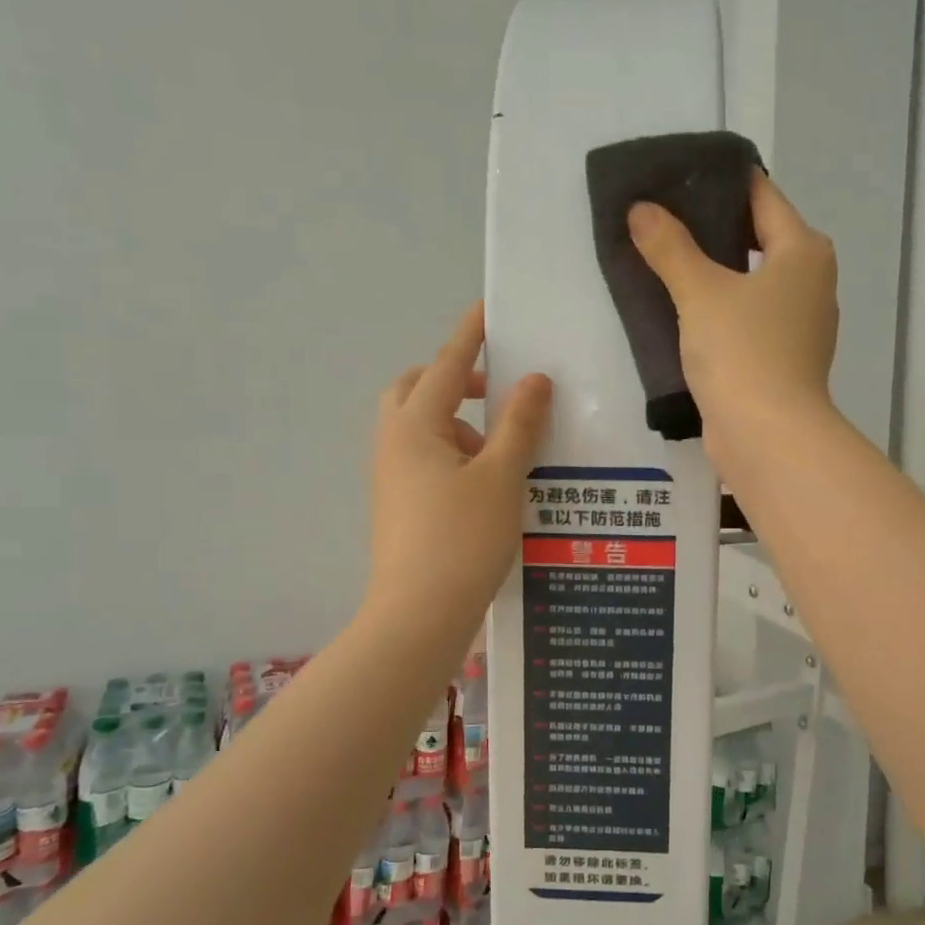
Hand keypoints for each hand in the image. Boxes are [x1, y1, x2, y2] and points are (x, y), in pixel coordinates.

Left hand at [368, 304, 552, 620]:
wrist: (418, 615)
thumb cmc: (462, 539)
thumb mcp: (501, 477)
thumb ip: (519, 423)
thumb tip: (534, 379)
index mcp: (414, 426)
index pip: (449, 365)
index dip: (472, 335)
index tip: (489, 308)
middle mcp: (393, 442)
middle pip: (418, 389)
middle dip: (456, 380)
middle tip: (498, 393)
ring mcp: (390, 475)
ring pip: (420, 426)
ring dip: (458, 422)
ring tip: (502, 452)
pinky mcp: (397, 504)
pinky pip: (422, 457)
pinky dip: (452, 452)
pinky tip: (486, 483)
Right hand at [627, 172, 838, 462]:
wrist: (766, 437)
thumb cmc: (743, 352)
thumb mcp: (700, 292)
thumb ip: (670, 247)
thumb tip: (641, 210)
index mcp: (803, 252)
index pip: (761, 197)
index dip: (720, 183)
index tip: (678, 177)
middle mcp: (810, 283)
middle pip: (757, 240)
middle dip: (711, 230)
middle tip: (660, 219)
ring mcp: (798, 326)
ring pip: (750, 284)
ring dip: (712, 275)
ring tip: (663, 262)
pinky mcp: (780, 361)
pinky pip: (746, 321)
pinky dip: (719, 313)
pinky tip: (681, 313)